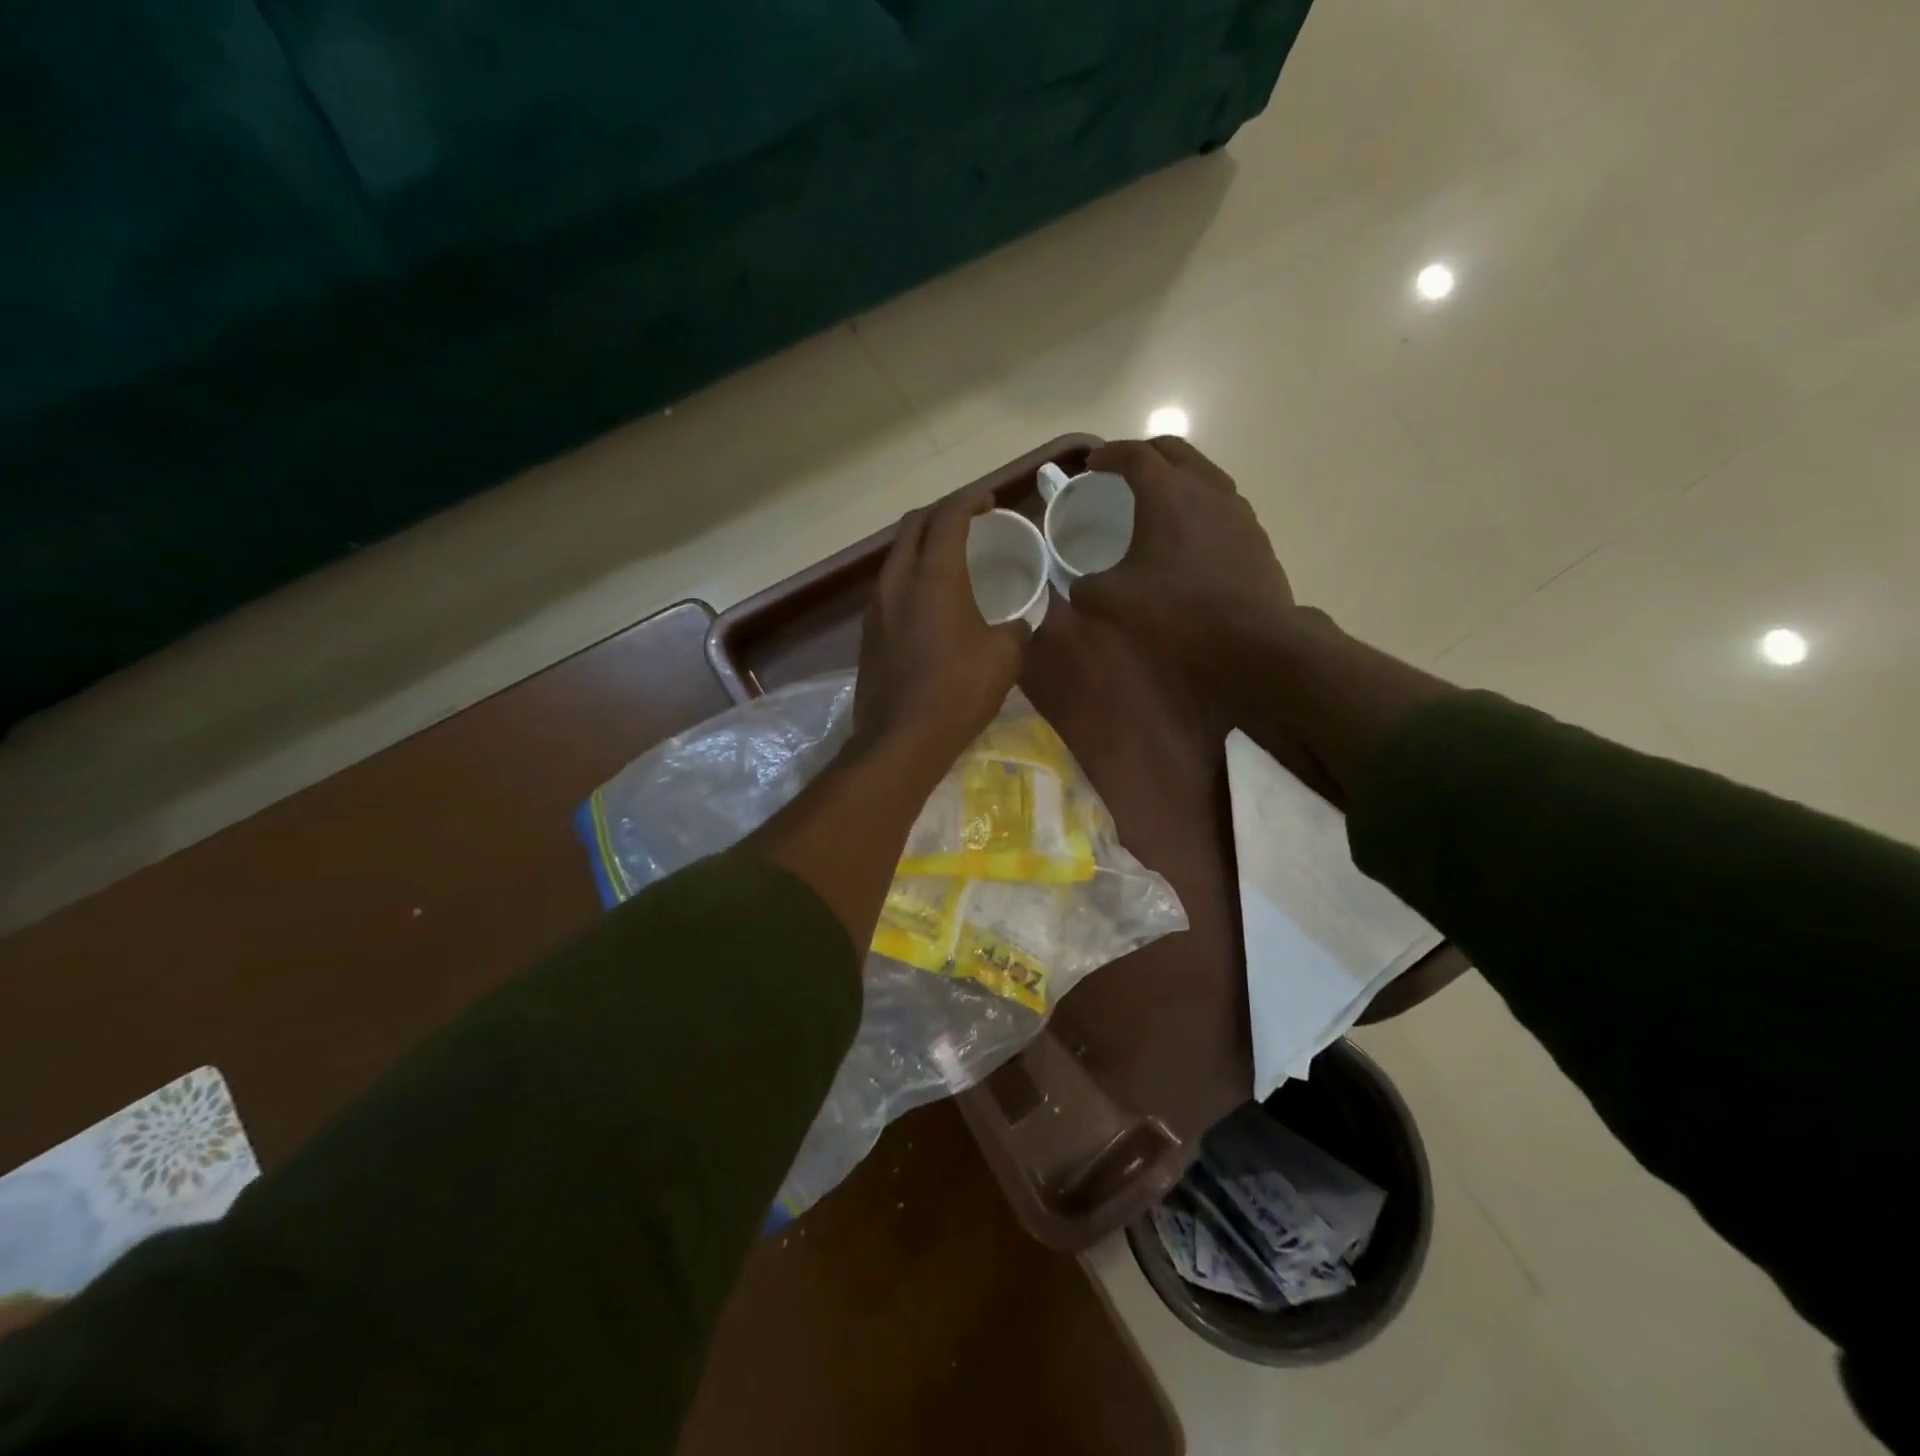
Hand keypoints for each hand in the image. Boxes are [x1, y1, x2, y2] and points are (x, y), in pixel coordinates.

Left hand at [852, 486, 1028, 766]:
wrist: (901, 738)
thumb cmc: (959, 692)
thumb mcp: (1005, 658)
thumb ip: (1016, 629)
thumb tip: (1019, 625)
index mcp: (935, 575)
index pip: (949, 515)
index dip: (971, 500)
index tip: (990, 502)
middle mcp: (898, 579)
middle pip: (913, 524)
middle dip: (941, 513)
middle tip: (968, 522)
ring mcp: (877, 605)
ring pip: (896, 555)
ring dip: (922, 545)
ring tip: (949, 558)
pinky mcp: (868, 631)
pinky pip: (889, 586)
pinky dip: (910, 576)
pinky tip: (929, 601)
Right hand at [1072, 437, 1295, 676]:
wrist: (1251, 639)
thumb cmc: (1177, 611)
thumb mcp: (1113, 602)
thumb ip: (1085, 587)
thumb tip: (1080, 586)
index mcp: (1167, 492)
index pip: (1134, 454)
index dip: (1109, 454)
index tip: (1092, 463)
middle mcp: (1205, 487)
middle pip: (1173, 450)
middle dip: (1144, 454)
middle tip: (1122, 473)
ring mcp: (1236, 508)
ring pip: (1202, 472)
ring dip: (1176, 476)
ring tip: (1157, 501)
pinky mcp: (1254, 533)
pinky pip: (1221, 502)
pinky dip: (1198, 503)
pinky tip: (1189, 535)